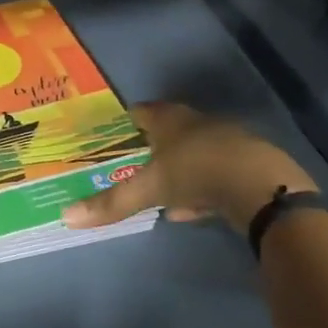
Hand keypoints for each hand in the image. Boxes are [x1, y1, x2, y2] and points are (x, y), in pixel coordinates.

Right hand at [62, 103, 315, 235]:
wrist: (261, 186)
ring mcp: (225, 142)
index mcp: (170, 120)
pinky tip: (190, 210)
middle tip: (132, 162)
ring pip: (192, 154)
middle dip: (152, 146)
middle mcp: (198, 123)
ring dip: (177, 170)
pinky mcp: (245, 165)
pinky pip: (212, 174)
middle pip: (170, 130)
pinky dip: (199, 189)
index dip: (128, 120)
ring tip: (157, 191)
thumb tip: (65, 216)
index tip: (115, 130)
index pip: (143, 111)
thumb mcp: (147, 189)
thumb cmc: (195, 172)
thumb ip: (111, 202)